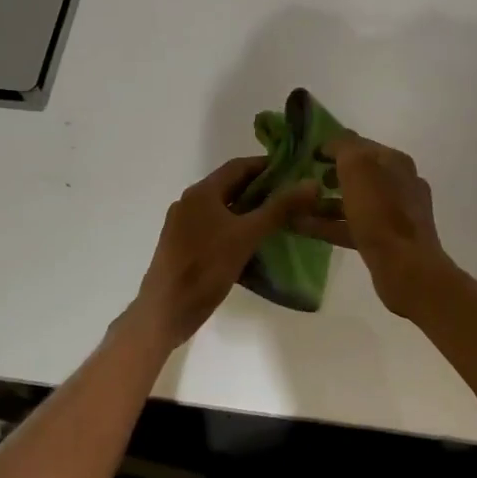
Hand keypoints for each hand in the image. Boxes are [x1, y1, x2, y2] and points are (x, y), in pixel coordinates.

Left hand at [127, 157, 320, 348]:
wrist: (165, 312)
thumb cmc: (205, 268)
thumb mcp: (246, 236)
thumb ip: (279, 209)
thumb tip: (311, 183)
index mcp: (201, 193)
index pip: (239, 166)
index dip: (267, 166)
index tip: (295, 171)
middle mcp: (190, 203)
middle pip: (231, 187)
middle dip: (262, 190)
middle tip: (294, 197)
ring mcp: (184, 226)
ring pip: (224, 210)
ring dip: (251, 211)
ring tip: (282, 219)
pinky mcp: (184, 247)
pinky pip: (216, 229)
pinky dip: (237, 229)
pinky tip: (256, 243)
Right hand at [290, 134, 454, 319]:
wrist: (406, 268)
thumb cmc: (381, 213)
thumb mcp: (358, 167)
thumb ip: (344, 148)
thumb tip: (332, 143)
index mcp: (395, 162)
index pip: (359, 145)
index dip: (332, 147)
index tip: (305, 154)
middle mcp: (399, 184)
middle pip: (358, 174)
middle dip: (329, 175)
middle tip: (300, 181)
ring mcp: (395, 214)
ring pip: (353, 202)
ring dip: (325, 203)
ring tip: (295, 206)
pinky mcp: (386, 241)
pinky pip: (352, 226)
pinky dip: (329, 225)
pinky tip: (302, 228)